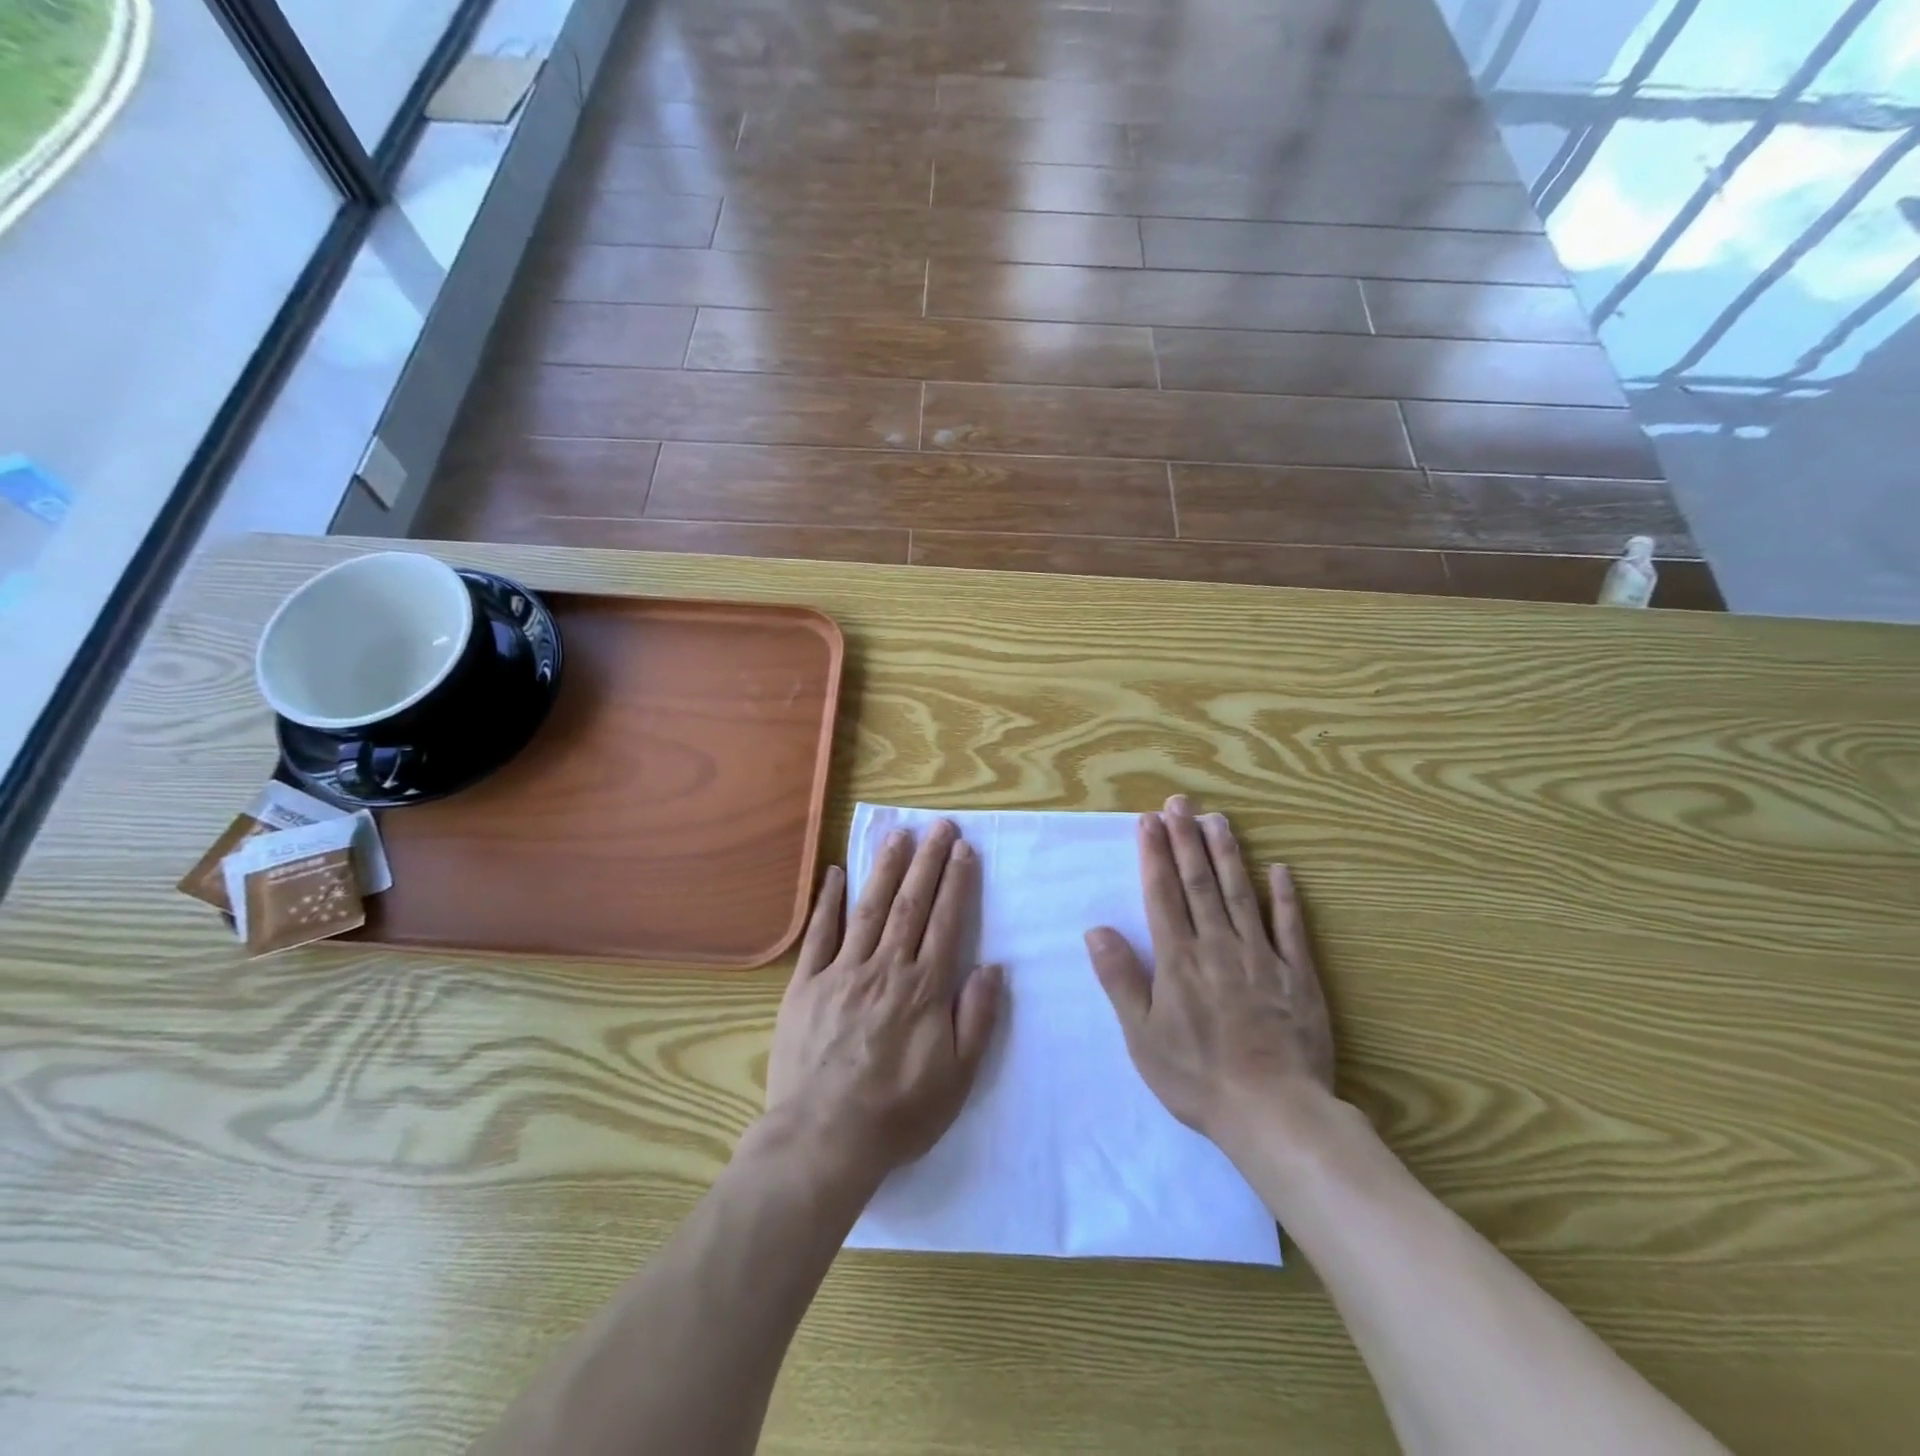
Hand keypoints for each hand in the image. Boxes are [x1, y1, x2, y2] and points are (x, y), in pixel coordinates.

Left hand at [766, 820, 1002, 1182]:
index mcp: (924, 988)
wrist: (824, 1138)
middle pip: (911, 904)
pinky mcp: (806, 984)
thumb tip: (992, 966)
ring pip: (869, 908)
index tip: (964, 849)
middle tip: (939, 826)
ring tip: (898, 834)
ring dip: (886, 868)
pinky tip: (836, 873)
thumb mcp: (957, 1078)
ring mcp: (842, 972)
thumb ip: (977, 1018)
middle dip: (927, 861)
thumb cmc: (898, 1113)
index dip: (956, 882)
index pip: (946, 922)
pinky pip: (819, 934)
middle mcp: (885, 968)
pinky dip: (828, 901)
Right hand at [1084, 795, 1334, 1144]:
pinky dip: (1285, 897)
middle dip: (1186, 839)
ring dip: (1228, 854)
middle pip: (1200, 883)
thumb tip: (1097, 930)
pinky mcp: (1298, 976)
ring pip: (1241, 894)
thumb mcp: (1142, 1036)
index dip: (1154, 854)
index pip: (1162, 894)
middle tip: (1180, 803)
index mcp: (1178, 959)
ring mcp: (1262, 958)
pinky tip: (1280, 870)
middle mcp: (1218, 946)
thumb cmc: (1196, 1077)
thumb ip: (1120, 979)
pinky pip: (1291, 928)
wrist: (1273, 1113)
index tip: (1148, 821)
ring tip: (1218, 820)